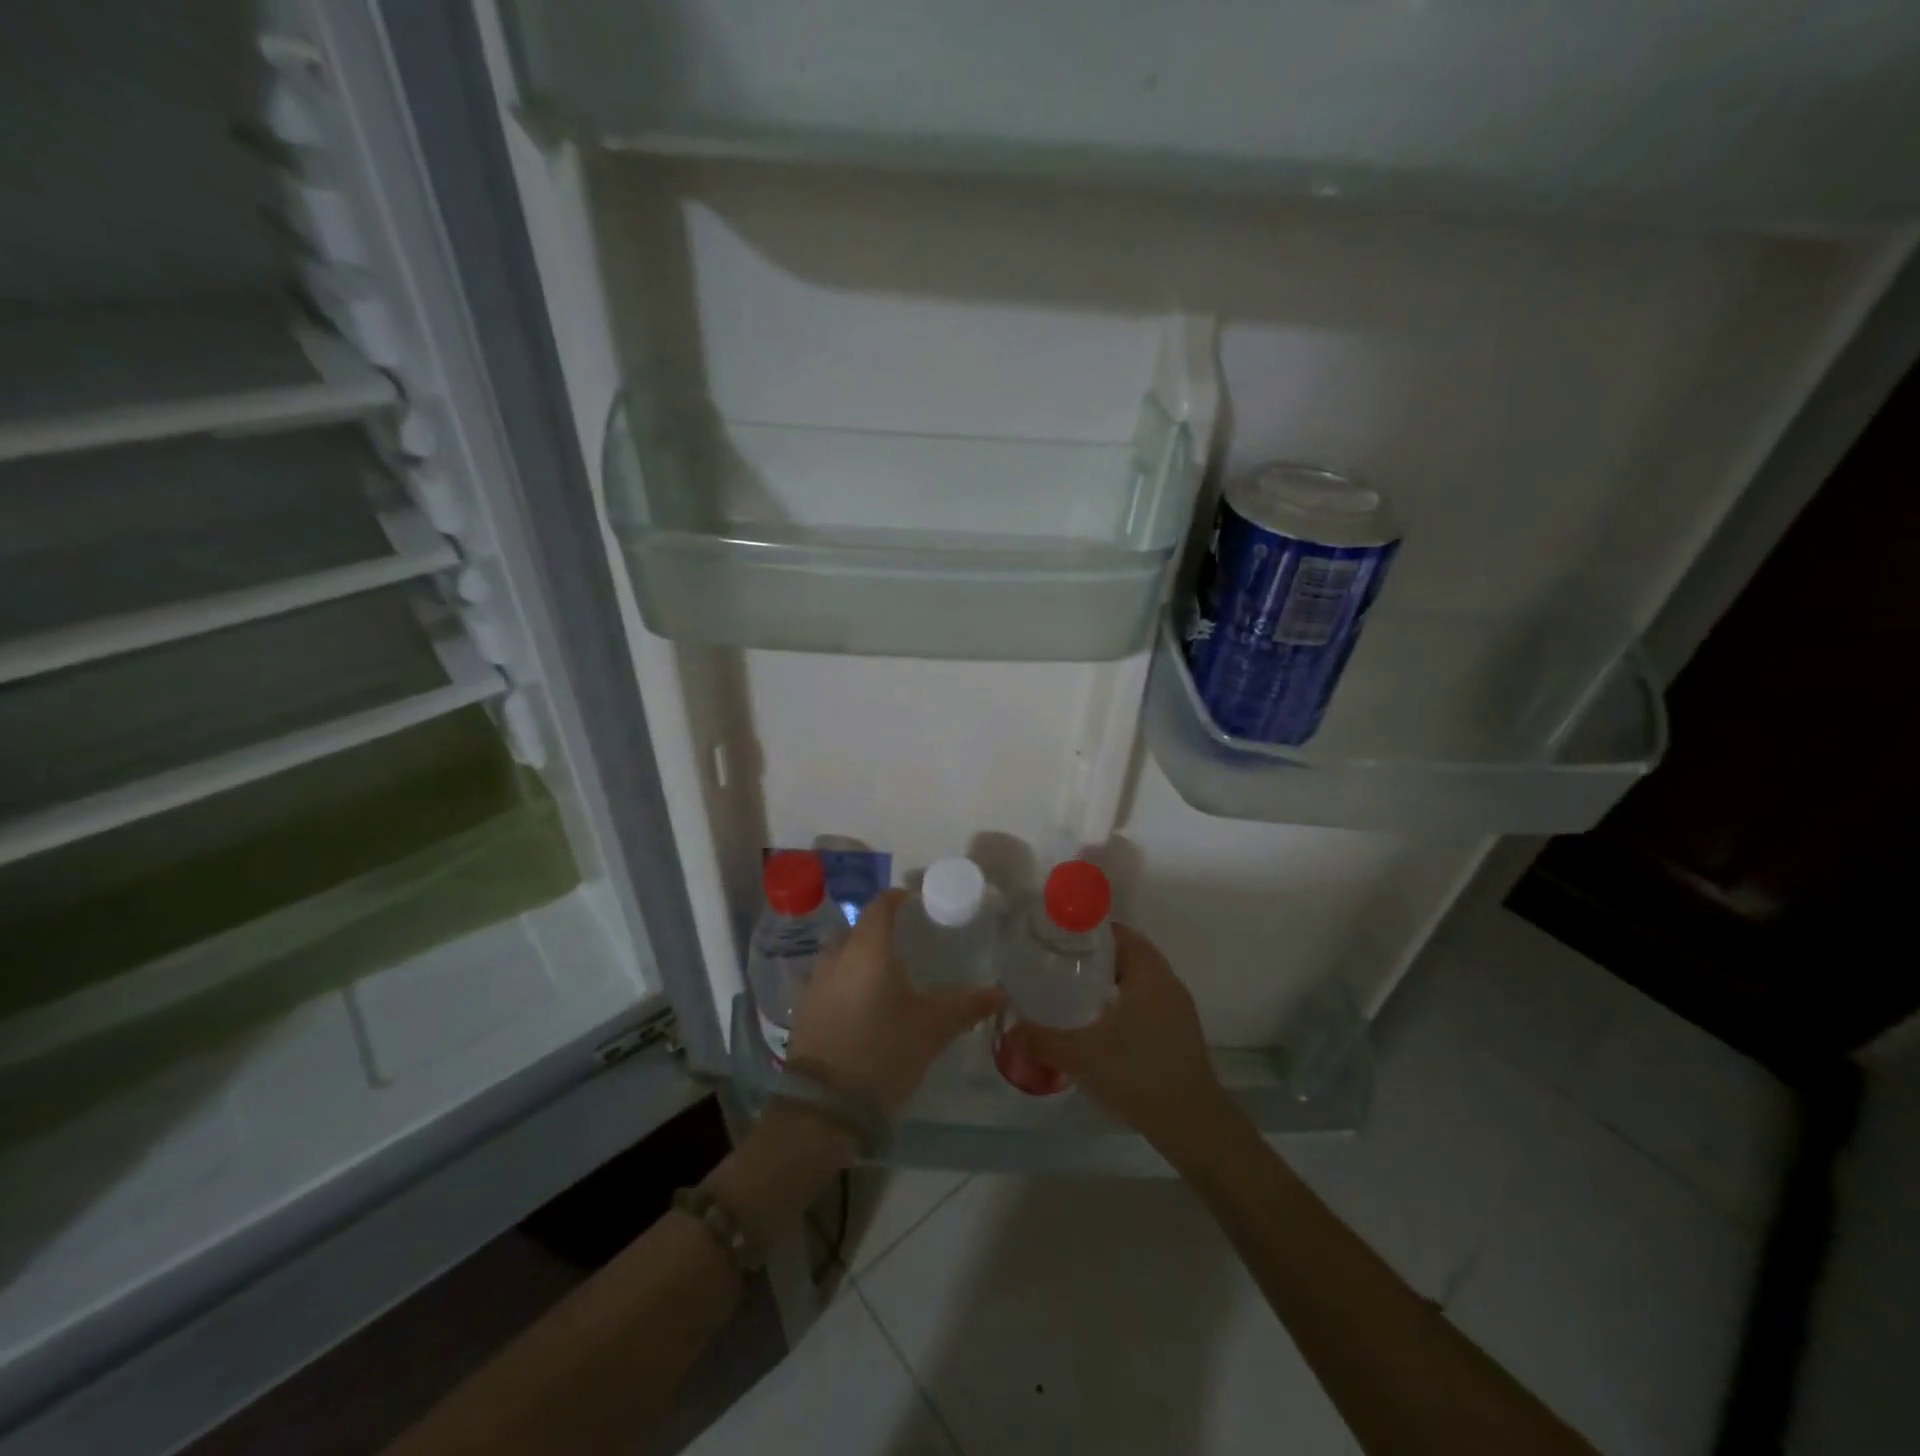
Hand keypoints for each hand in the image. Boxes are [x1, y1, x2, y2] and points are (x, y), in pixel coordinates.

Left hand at [787, 889, 1003, 1114]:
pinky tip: (865, 1004)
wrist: (825, 1107)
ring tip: (889, 975)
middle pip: (861, 929)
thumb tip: (1000, 992)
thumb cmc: (884, 1051)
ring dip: (863, 958)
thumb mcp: (933, 1028)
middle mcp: (837, 955)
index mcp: (869, 948)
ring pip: (843, 955)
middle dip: (884, 931)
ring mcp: (815, 982)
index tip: (920, 905)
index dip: (900, 898)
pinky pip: (830, 981)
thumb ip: (967, 1005)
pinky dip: (848, 982)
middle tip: (912, 944)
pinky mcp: (804, 1009)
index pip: (881, 904)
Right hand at [1000, 925, 1229, 1151]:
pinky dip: (1122, 1003)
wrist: (1192, 1124)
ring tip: (1074, 994)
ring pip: (1137, 980)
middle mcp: (1167, 981)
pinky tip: (1100, 1025)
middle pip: (1126, 954)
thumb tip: (1008, 1032)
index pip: (1117, 933)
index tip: (1058, 941)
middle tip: (1059, 967)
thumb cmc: (1138, 1073)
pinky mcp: (1179, 1031)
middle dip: (1093, 958)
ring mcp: (1177, 1007)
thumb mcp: (1082, 1056)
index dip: (1087, 933)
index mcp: (1148, 972)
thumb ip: (1042, 1040)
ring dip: (1109, 982)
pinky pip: (1146, 1001)